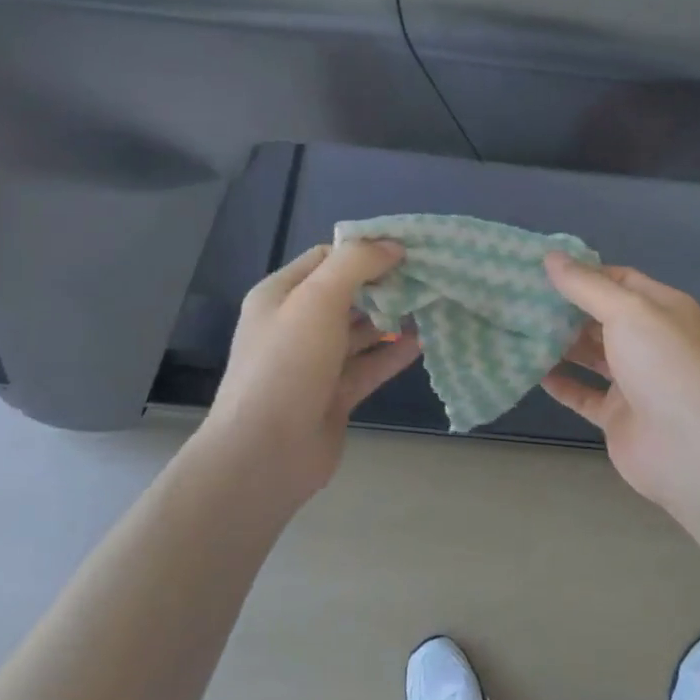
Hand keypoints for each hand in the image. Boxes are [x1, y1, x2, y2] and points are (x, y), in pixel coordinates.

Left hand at [201, 242, 421, 501]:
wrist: (266, 453)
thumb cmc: (287, 365)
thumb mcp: (317, 299)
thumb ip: (356, 264)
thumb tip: (393, 246)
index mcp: (281, 295)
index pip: (327, 258)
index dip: (365, 250)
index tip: (407, 249)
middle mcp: (296, 324)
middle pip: (348, 293)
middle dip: (385, 284)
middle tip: (429, 276)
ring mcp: (316, 362)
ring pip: (361, 330)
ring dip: (394, 318)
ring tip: (434, 304)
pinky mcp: (336, 394)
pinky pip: (370, 364)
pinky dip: (394, 352)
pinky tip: (424, 341)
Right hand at [540, 253, 699, 512]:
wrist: (689, 446)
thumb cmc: (663, 365)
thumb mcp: (627, 311)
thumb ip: (586, 285)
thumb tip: (551, 257)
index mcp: (663, 309)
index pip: (621, 279)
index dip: (585, 272)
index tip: (543, 268)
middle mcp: (650, 341)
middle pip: (603, 316)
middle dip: (566, 306)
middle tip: (521, 295)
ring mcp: (634, 380)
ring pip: (591, 354)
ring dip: (559, 342)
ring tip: (519, 326)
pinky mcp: (617, 414)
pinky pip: (583, 393)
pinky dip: (560, 381)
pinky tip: (530, 368)